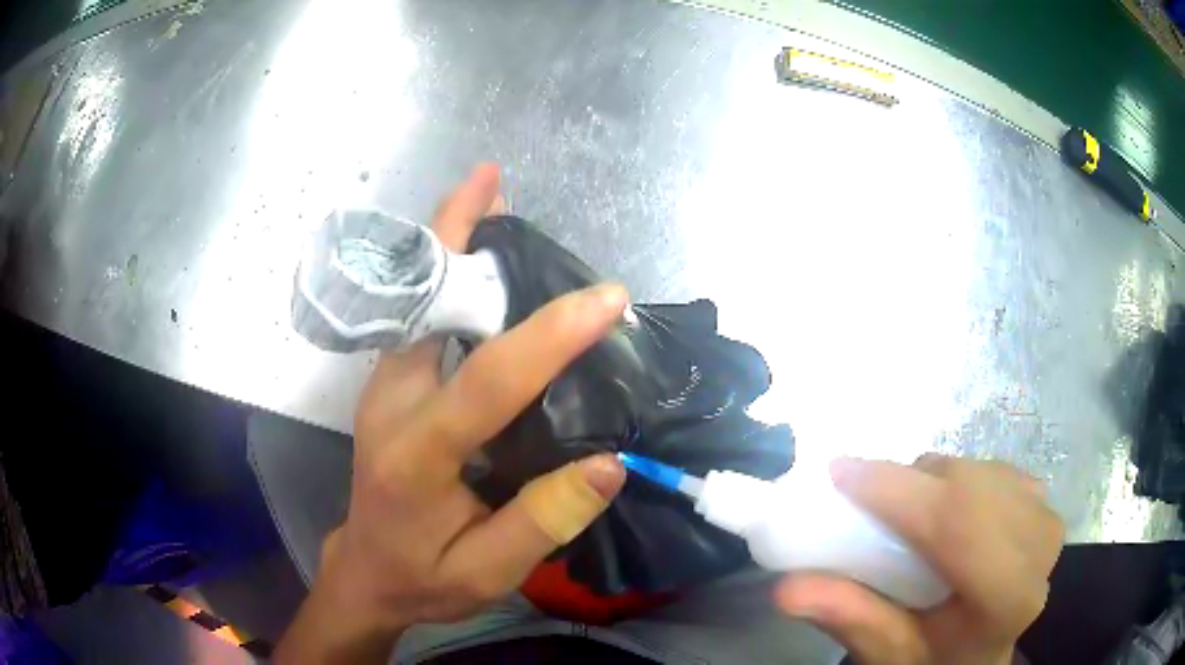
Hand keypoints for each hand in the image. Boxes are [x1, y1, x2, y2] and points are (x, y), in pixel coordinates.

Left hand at [275, 164, 628, 663]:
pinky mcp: (390, 383)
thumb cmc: (423, 577)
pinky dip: (445, 269)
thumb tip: (609, 463)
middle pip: (423, 305)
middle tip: (498, 183)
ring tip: (490, 193)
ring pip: (417, 296)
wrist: (366, 572)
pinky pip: (419, 312)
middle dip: (457, 235)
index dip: (548, 337)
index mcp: (415, 454)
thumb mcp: (486, 573)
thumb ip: (543, 522)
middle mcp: (390, 402)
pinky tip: (475, 249)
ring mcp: (383, 385)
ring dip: (450, 240)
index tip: (606, 300)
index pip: (486, 381)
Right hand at [776, 455, 1063, 664]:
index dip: (899, 492)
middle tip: (863, 498)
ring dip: (931, 482)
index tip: (839, 473)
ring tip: (905, 515)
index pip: (959, 525)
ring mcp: (1045, 516)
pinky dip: (956, 480)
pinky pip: (990, 467)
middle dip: (908, 484)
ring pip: (976, 470)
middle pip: (967, 488)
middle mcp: (1038, 548)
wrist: (983, 654)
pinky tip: (946, 511)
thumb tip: (787, 588)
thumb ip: (850, 619)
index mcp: (1007, 598)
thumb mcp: (888, 655)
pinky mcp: (1043, 500)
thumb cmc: (937, 659)